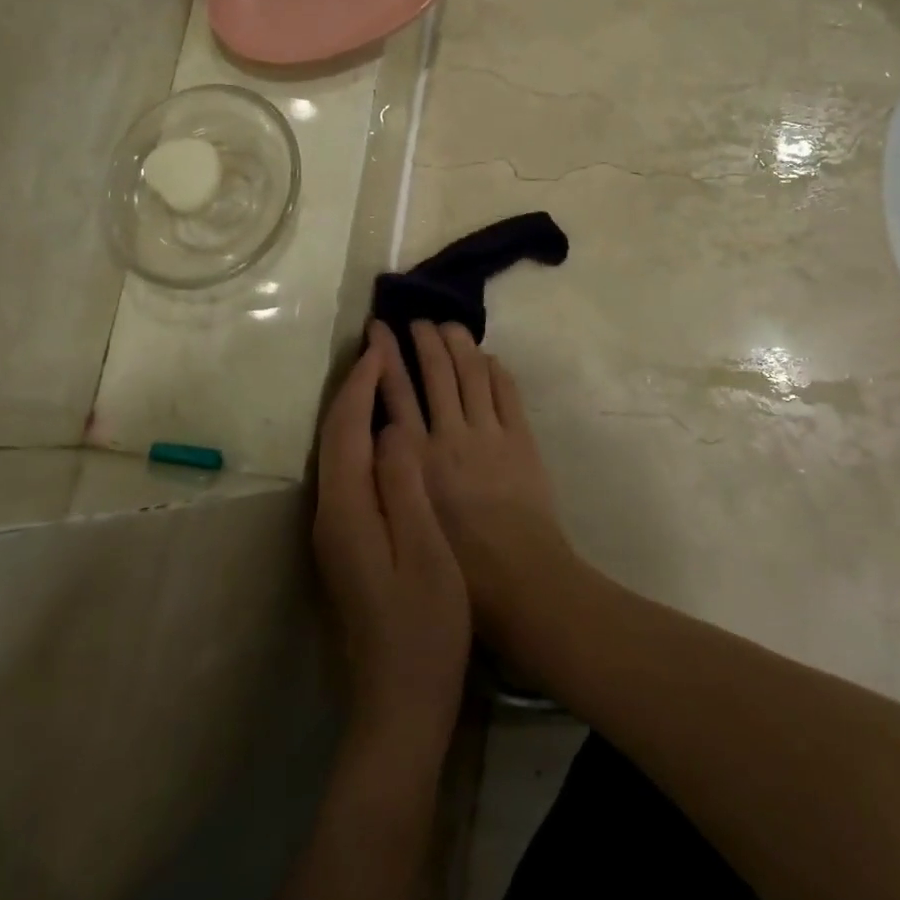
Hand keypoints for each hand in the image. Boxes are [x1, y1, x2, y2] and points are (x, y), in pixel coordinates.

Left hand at [313, 322, 470, 741]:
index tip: (382, 348)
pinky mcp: (346, 543)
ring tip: (378, 376)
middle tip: (375, 348)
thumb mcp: (425, 553)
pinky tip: (383, 433)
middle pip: (333, 436)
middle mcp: (330, 514)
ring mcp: (335, 531)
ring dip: (353, 409)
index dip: (363, 386)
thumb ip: (404, 486)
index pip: (347, 430)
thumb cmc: (424, 629)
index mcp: (348, 511)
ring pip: (336, 453)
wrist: (400, 704)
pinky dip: (361, 438)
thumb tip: (391, 429)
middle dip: (351, 388)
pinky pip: (348, 472)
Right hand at [406, 320, 573, 645]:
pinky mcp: (520, 437)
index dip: (385, 356)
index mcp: (417, 457)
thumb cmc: (458, 565)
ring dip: (458, 343)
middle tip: (417, 320)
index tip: (379, 329)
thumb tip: (387, 436)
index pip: (395, 391)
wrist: (520, 579)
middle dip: (424, 339)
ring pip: (471, 372)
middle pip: (435, 371)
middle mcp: (449, 435)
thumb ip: (397, 472)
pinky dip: (495, 368)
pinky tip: (487, 356)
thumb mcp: (409, 516)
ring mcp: (489, 433)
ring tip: (449, 325)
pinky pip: (506, 391)